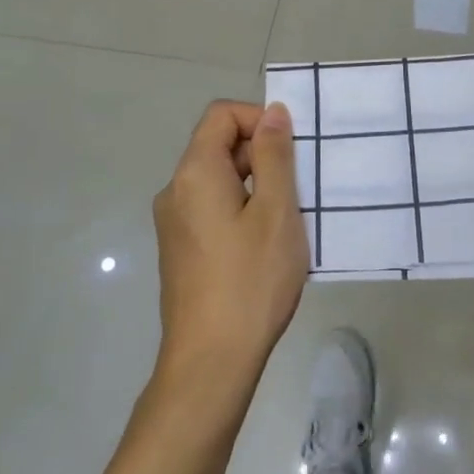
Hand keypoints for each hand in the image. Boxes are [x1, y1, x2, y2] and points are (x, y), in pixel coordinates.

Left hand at [151, 101, 308, 386]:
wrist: (211, 361)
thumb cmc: (251, 280)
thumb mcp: (275, 211)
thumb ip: (274, 155)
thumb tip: (272, 112)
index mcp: (195, 172)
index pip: (222, 114)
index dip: (259, 119)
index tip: (291, 150)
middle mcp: (176, 190)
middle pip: (218, 145)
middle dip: (262, 154)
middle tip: (299, 189)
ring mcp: (174, 222)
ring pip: (219, 180)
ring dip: (256, 185)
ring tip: (288, 219)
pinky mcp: (180, 248)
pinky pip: (213, 208)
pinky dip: (241, 209)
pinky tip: (265, 244)